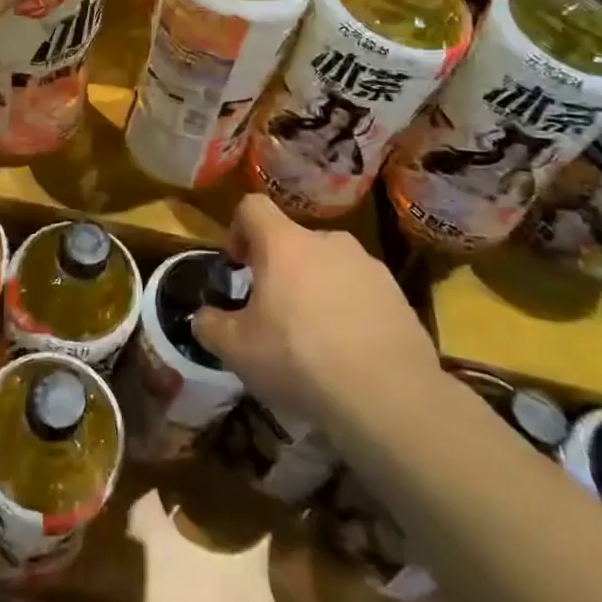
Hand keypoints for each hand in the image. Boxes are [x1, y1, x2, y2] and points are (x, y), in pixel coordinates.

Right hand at [194, 195, 443, 427]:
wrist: (388, 395)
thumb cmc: (299, 358)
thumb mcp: (237, 350)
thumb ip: (211, 326)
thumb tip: (203, 317)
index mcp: (284, 243)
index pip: (252, 206)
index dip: (238, 228)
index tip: (239, 265)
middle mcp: (327, 241)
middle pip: (294, 240)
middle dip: (281, 269)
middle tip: (275, 312)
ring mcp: (368, 265)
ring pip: (330, 266)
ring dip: (317, 289)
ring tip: (316, 337)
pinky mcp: (398, 294)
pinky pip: (362, 291)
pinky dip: (350, 310)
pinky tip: (350, 352)